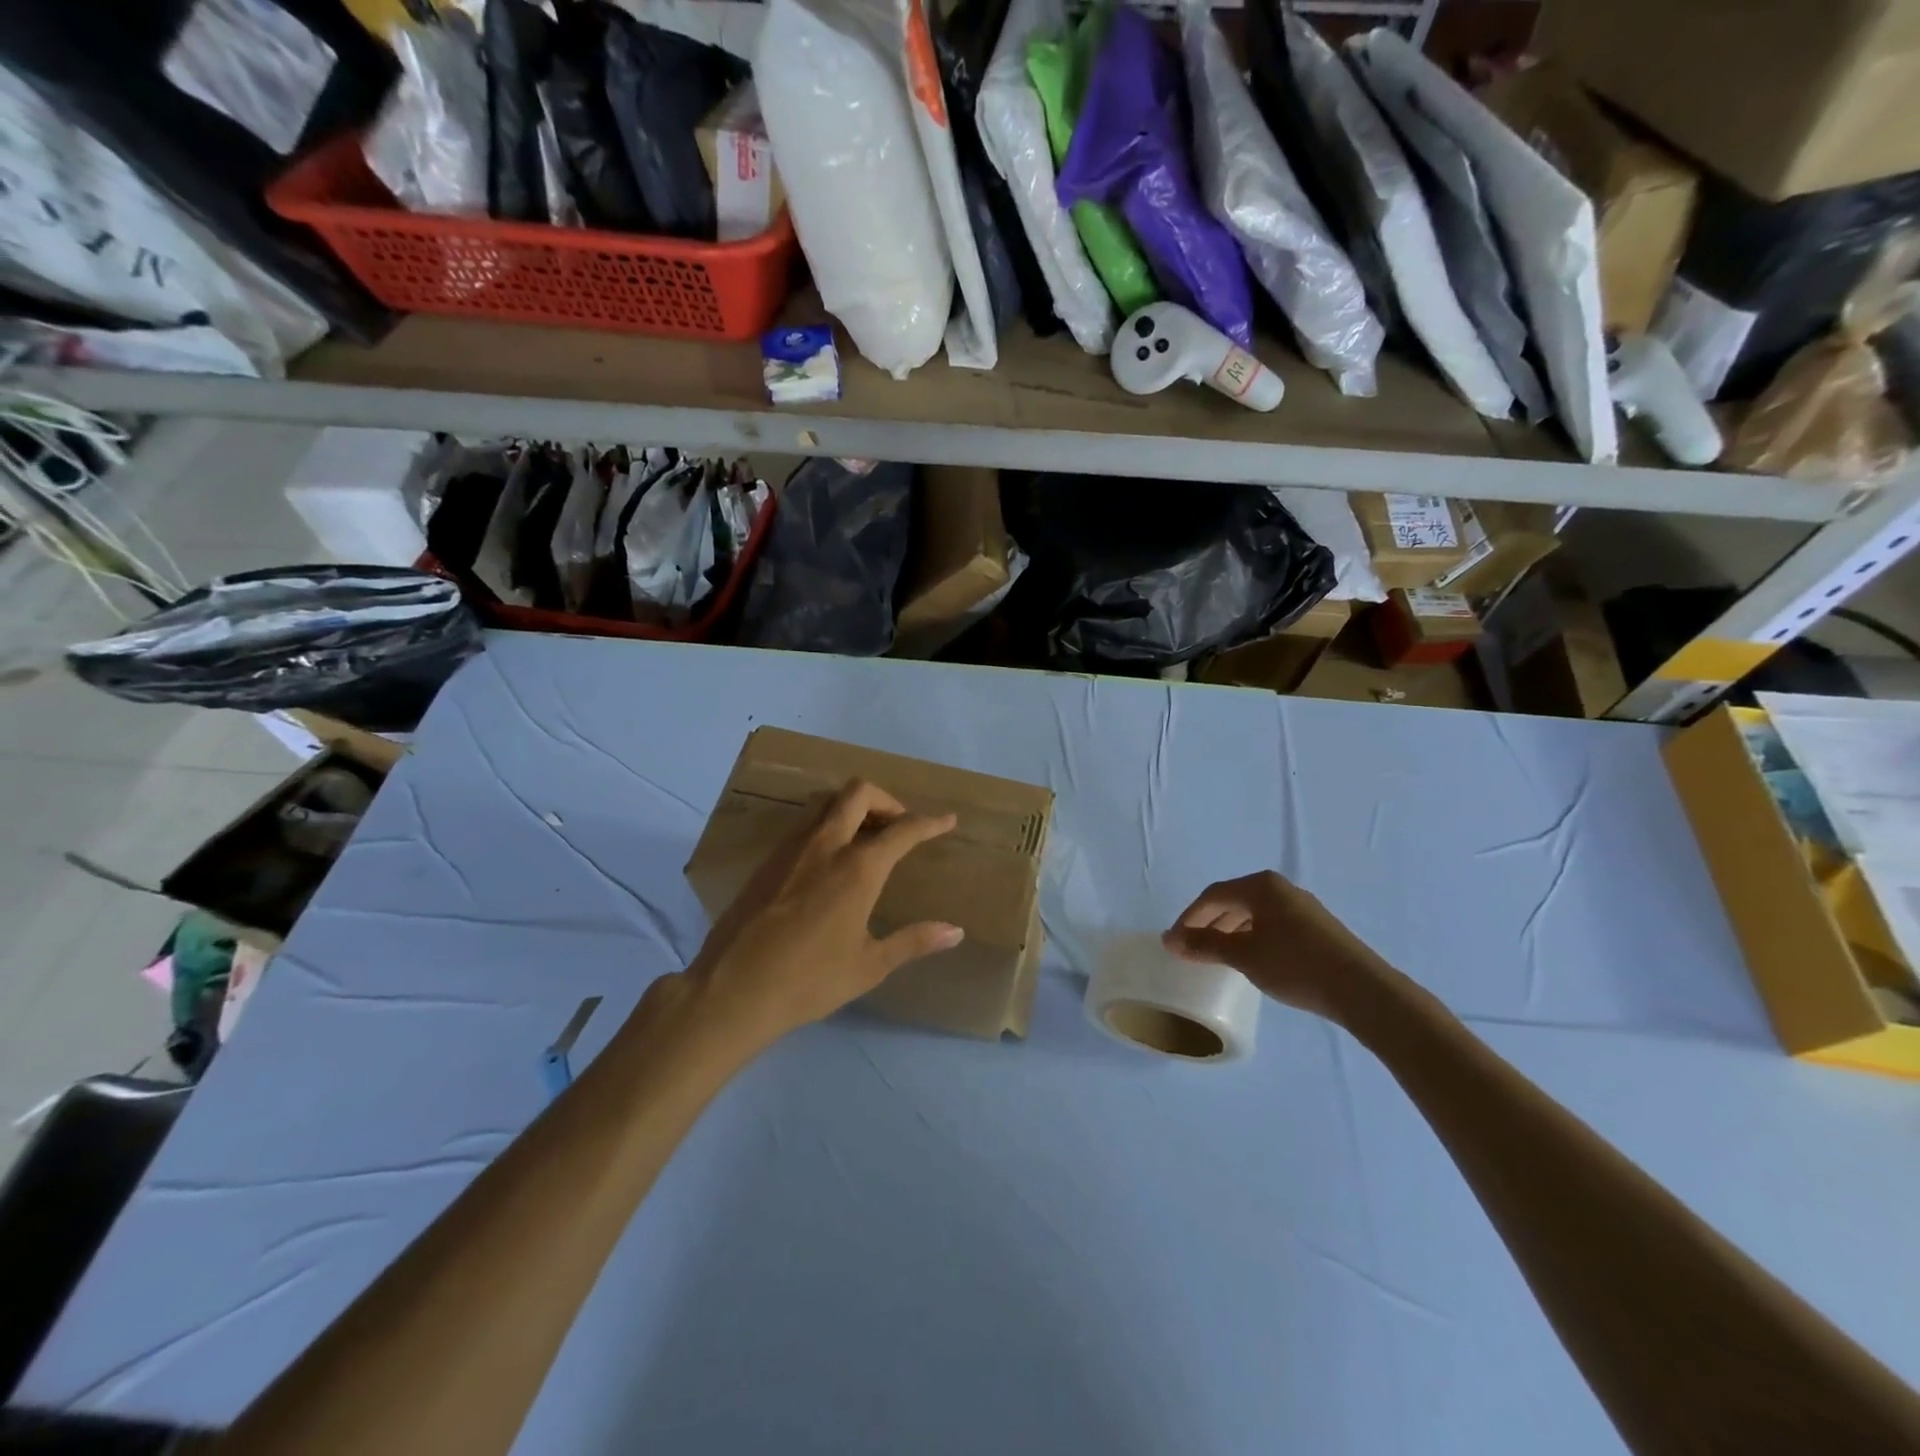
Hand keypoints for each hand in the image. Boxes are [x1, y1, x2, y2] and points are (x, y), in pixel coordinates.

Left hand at [685, 780, 962, 1045]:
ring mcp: (791, 848)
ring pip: (827, 803)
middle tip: (899, 825)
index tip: (948, 820)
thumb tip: (955, 932)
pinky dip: (828, 825)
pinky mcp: (768, 860)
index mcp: (857, 868)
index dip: (930, 822)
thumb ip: (913, 941)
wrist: (732, 989)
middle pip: (858, 792)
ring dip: (853, 808)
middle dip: (886, 799)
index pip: (903, 830)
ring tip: (867, 838)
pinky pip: (805, 824)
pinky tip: (830, 860)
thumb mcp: (869, 966)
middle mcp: (825, 845)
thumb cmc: (809, 980)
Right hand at [1161, 871, 1389, 1021]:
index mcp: (1261, 886)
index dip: (1188, 917)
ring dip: (1229, 931)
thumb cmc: (1295, 965)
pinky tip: (1250, 958)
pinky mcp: (1316, 927)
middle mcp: (1280, 888)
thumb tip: (1171, 939)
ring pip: (1253, 913)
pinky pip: (1271, 924)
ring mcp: (1301, 907)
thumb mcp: (1243, 955)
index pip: (1212, 895)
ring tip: (1216, 955)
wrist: (1362, 990)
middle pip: (1233, 901)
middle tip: (1190, 948)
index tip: (1173, 941)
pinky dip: (1251, 937)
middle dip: (1208, 923)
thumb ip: (1205, 944)